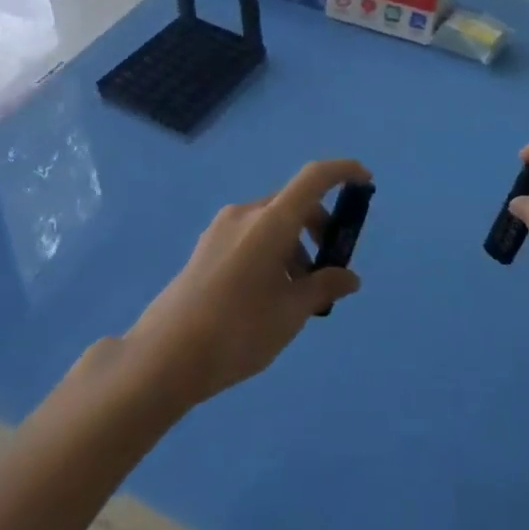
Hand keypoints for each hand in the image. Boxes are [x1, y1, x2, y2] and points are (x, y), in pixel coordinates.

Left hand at [122, 159, 366, 407]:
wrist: (162, 358)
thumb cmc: (238, 330)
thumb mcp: (291, 313)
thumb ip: (324, 287)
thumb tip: (349, 278)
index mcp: (271, 220)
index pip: (315, 177)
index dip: (344, 171)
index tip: (366, 181)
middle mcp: (247, 213)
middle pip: (294, 203)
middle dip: (319, 227)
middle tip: (330, 268)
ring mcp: (222, 228)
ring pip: (272, 222)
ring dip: (295, 244)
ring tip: (298, 292)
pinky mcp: (206, 247)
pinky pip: (251, 235)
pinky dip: (272, 250)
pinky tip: (269, 293)